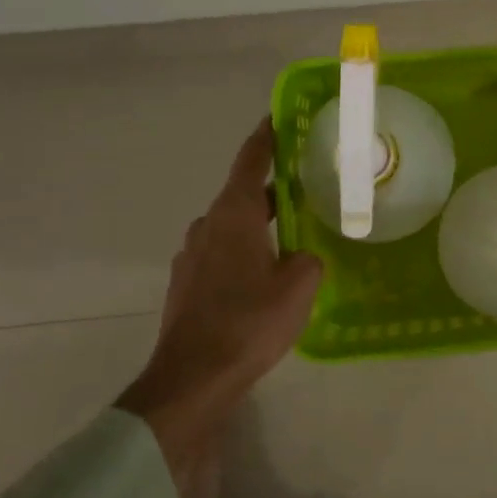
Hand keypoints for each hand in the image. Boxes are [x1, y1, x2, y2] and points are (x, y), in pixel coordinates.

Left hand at [118, 118, 322, 485]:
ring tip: (293, 235)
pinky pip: (222, 253)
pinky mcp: (187, 285)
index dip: (267, 135)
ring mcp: (192, 256)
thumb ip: (309, 258)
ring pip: (232, 226)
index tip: (280, 116)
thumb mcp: (299, 285)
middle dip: (273, 188)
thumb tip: (303, 256)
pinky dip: (245, 251)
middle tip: (308, 187)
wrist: (191, 381)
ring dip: (259, 224)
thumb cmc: (248, 322)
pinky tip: (266, 275)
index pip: (251, 160)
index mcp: (233, 215)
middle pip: (242, 194)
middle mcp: (207, 226)